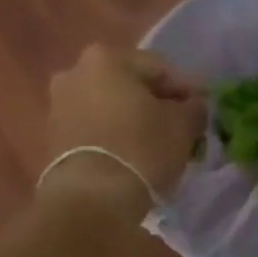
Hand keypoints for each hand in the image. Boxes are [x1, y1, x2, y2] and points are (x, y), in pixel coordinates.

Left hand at [43, 44, 205, 220]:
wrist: (90, 198)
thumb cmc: (140, 149)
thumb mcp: (182, 126)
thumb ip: (193, 108)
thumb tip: (193, 106)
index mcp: (105, 58)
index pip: (158, 68)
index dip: (186, 89)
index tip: (204, 109)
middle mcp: (75, 73)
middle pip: (129, 86)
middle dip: (156, 104)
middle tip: (181, 127)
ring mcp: (59, 105)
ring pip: (110, 108)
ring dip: (133, 121)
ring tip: (158, 145)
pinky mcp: (53, 137)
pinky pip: (94, 129)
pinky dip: (114, 137)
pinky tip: (132, 156)